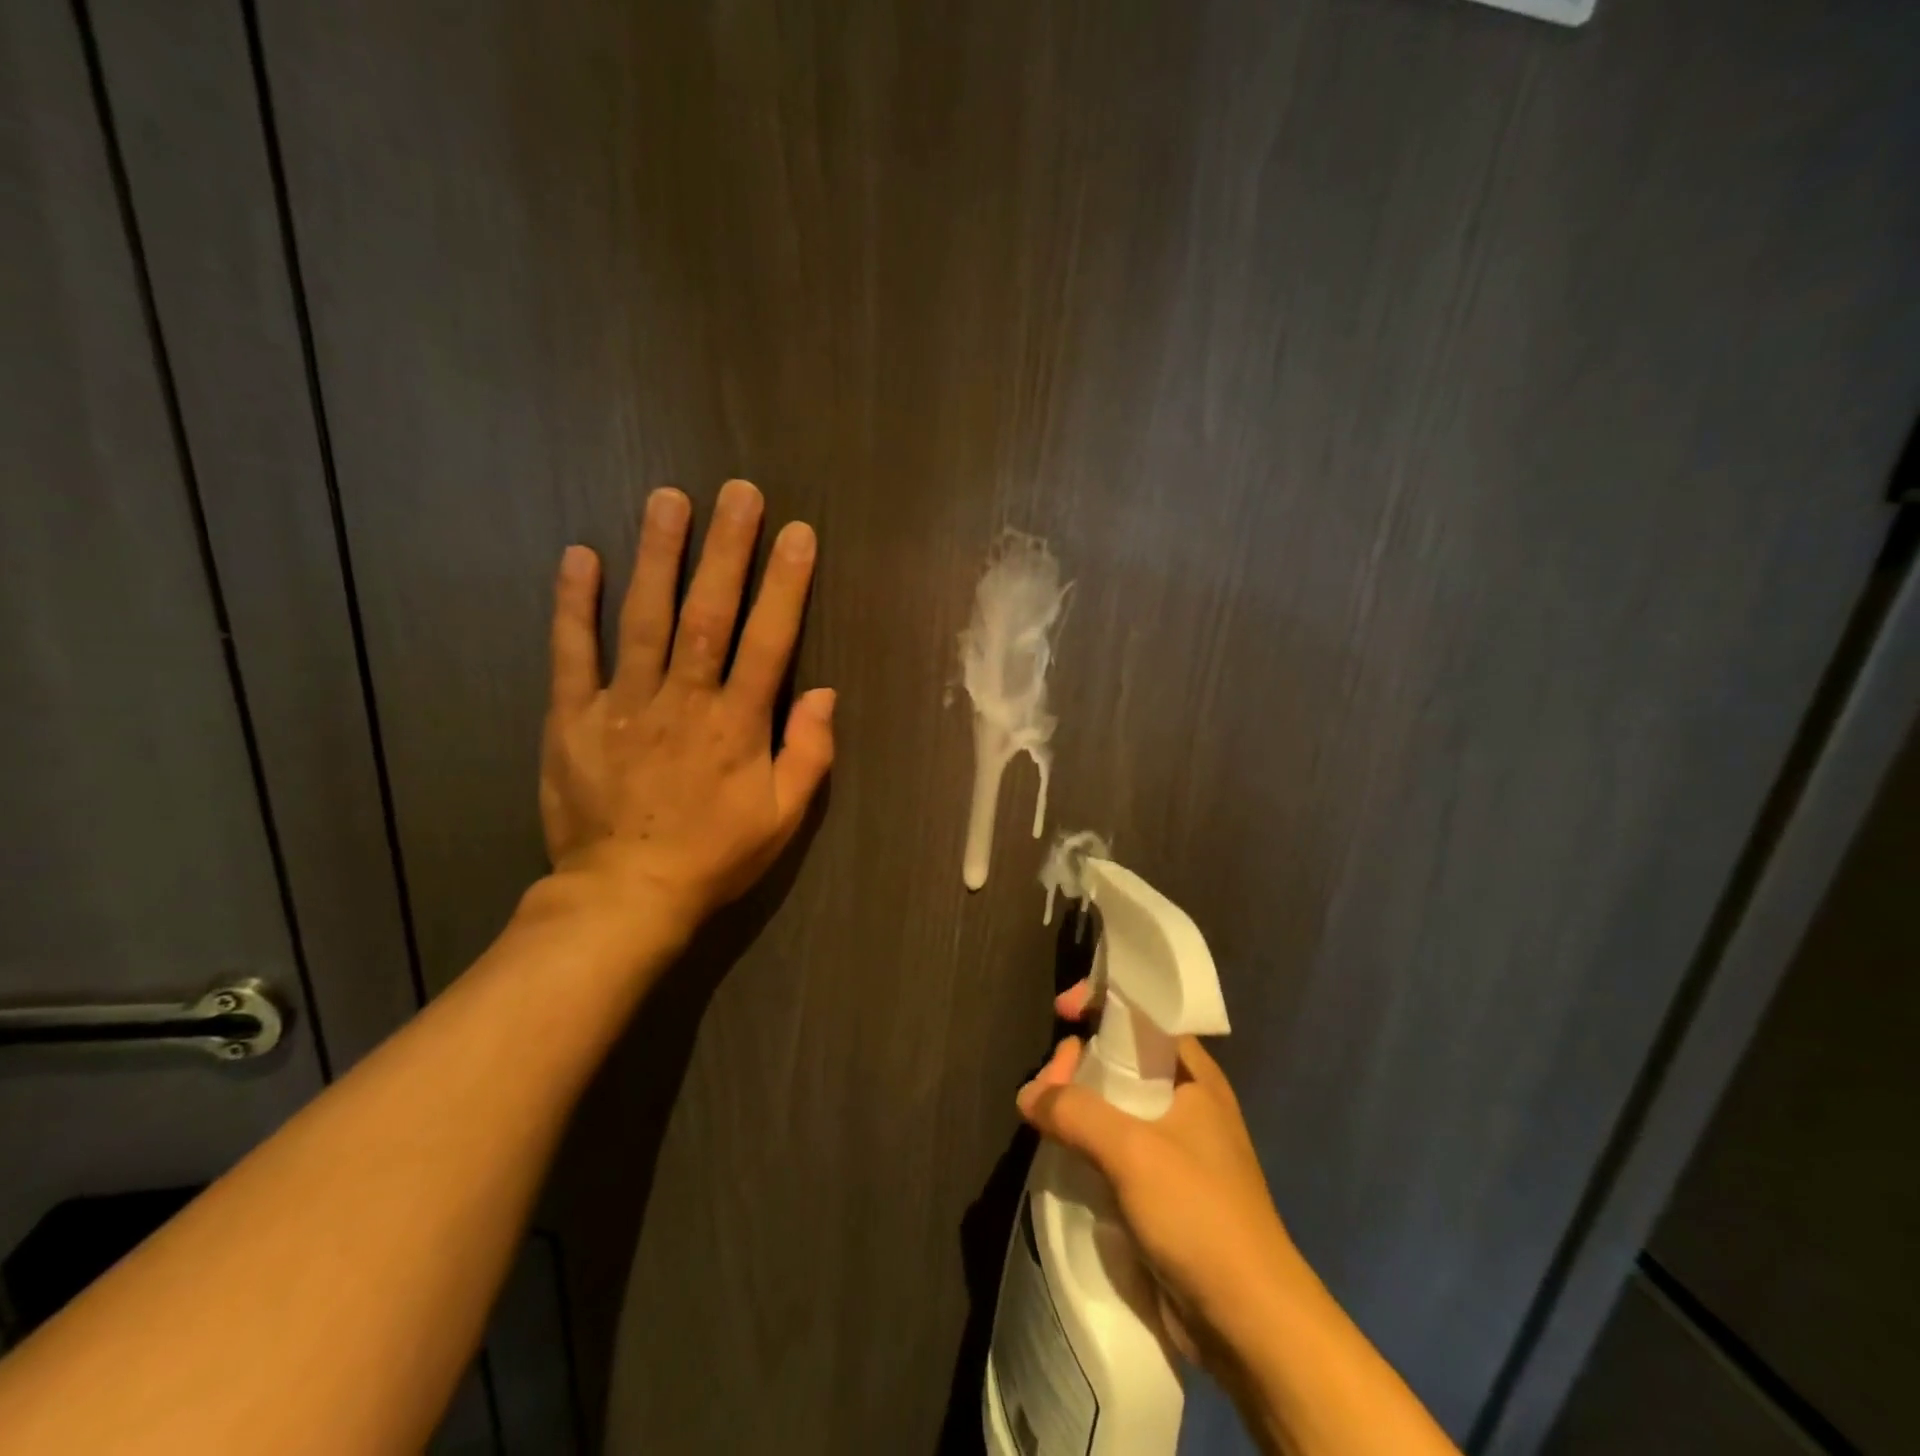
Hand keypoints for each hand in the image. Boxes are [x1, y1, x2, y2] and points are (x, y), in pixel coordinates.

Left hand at [539, 479, 834, 937]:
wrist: (625, 895)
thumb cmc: (714, 856)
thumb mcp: (783, 819)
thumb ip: (809, 755)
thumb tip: (826, 694)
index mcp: (738, 726)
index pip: (770, 641)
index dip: (786, 585)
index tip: (798, 534)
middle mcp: (684, 701)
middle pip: (708, 614)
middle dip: (727, 550)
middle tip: (739, 493)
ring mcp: (624, 704)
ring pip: (643, 618)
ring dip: (658, 555)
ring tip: (668, 499)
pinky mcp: (573, 717)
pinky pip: (572, 653)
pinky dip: (574, 604)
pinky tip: (581, 556)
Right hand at [1016, 979, 1300, 1374]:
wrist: (1250, 1324)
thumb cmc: (1200, 1215)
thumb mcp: (1133, 1152)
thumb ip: (1075, 1112)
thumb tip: (1028, 1094)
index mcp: (1194, 1077)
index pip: (1145, 1016)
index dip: (1102, 1002)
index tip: (1061, 1011)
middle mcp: (1186, 1104)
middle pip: (1122, 1059)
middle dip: (1080, 1060)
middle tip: (1048, 1080)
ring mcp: (1174, 1149)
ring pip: (1115, 1105)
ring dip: (1078, 1103)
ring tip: (1044, 1116)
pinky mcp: (1161, 1191)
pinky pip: (1115, 1148)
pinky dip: (1086, 1142)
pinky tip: (1060, 1151)